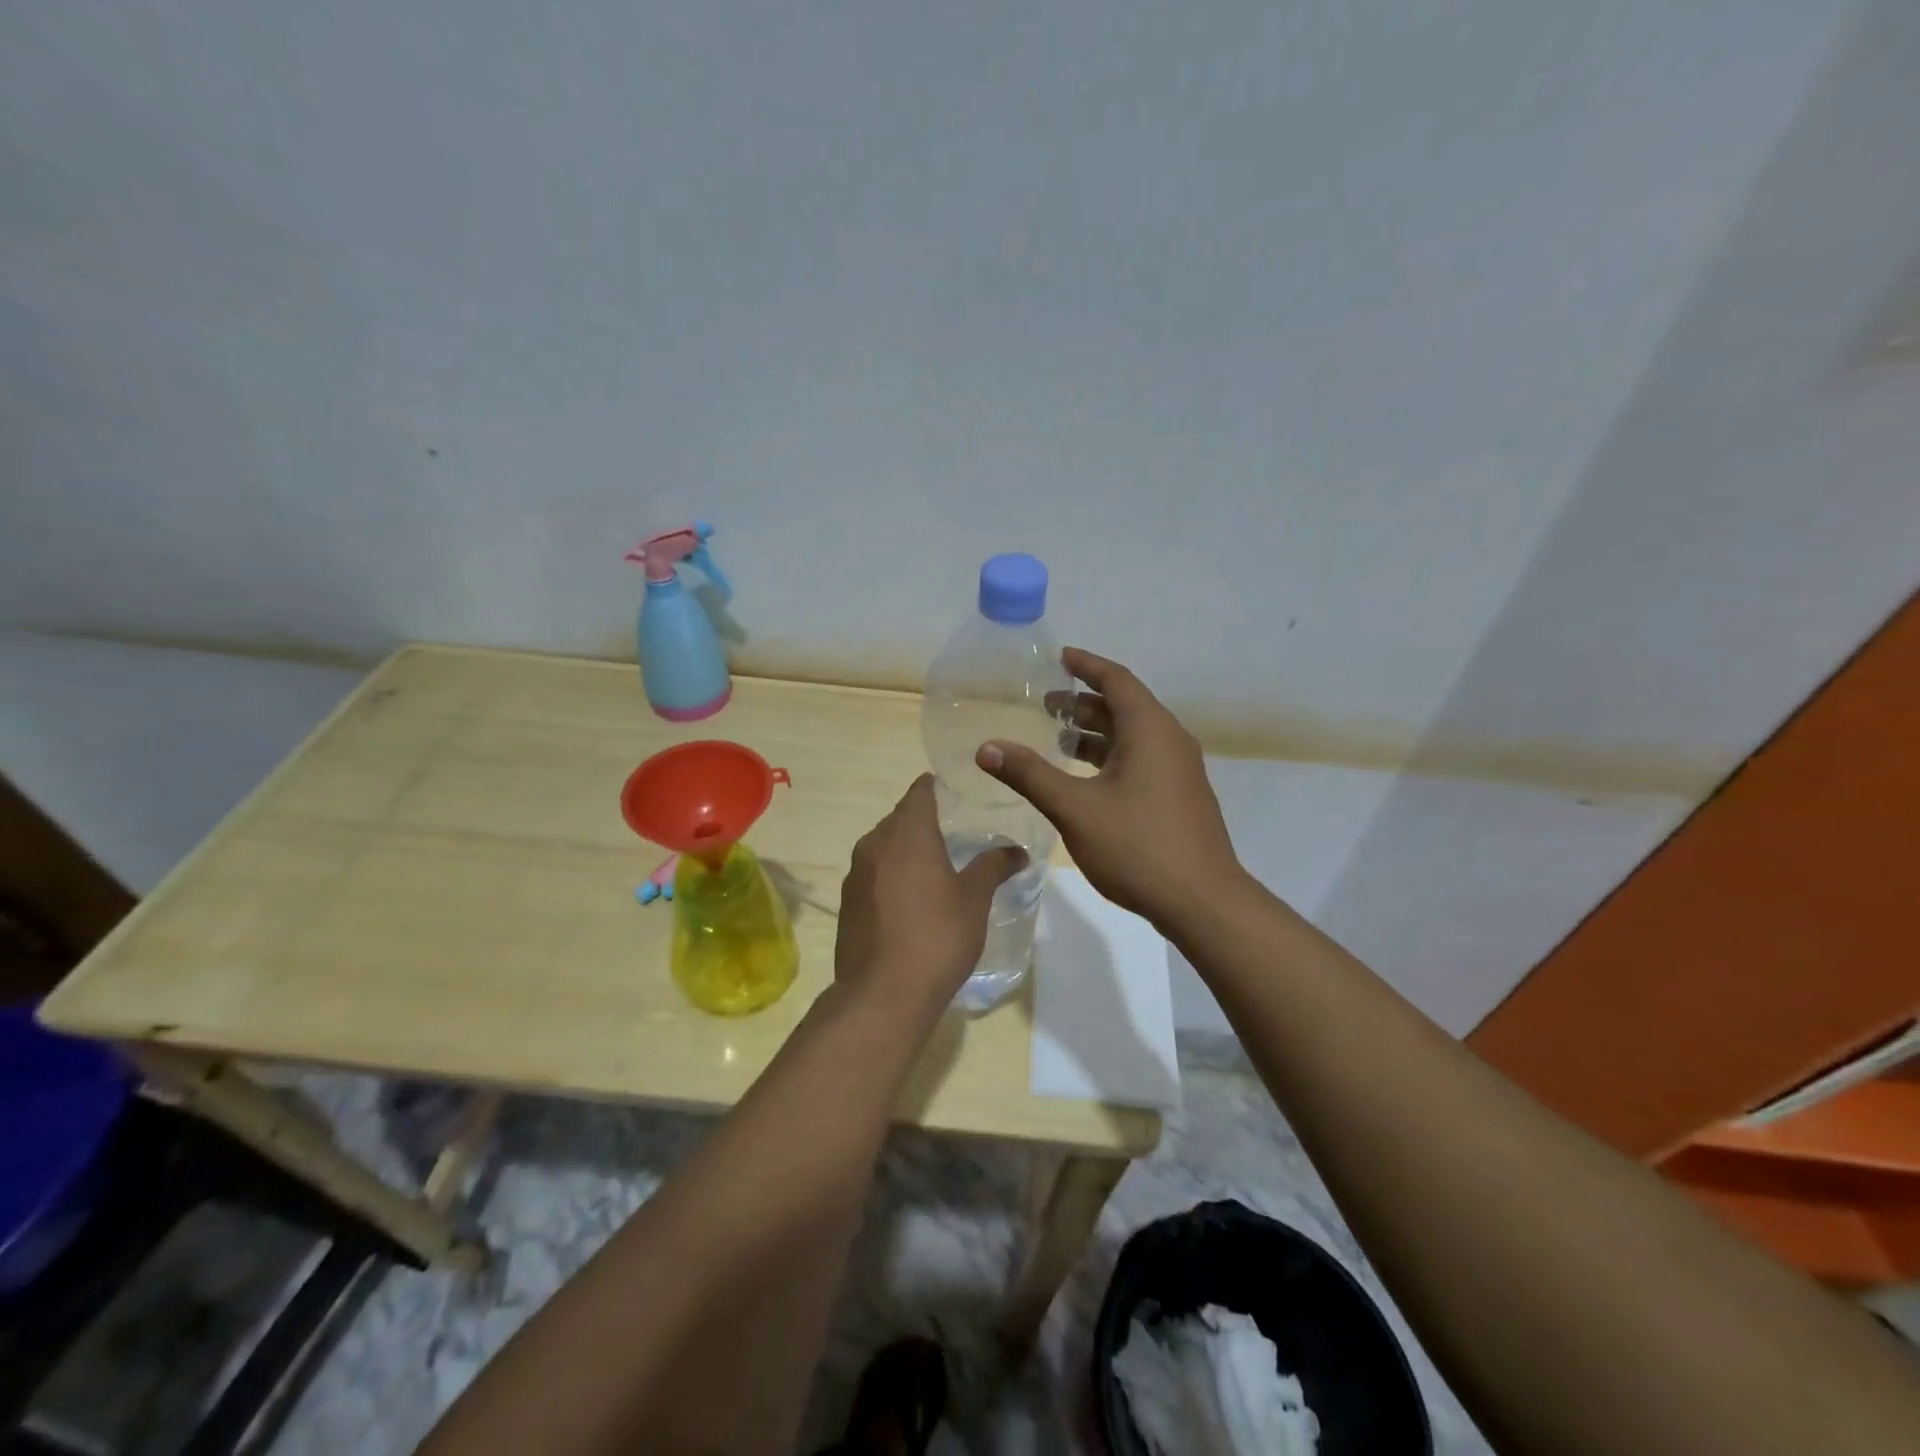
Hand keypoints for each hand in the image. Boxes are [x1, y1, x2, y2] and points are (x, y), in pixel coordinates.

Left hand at [833, 774, 1026, 1023]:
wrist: (883, 994)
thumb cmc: (937, 935)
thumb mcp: (975, 899)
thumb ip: (994, 866)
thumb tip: (1017, 850)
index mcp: (908, 833)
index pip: (919, 792)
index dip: (935, 786)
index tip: (955, 789)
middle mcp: (875, 843)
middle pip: (900, 818)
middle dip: (923, 820)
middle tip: (954, 830)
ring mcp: (856, 874)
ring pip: (883, 846)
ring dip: (906, 849)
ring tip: (934, 865)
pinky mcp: (847, 902)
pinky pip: (872, 874)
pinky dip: (891, 875)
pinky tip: (910, 898)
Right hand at [977, 647, 1240, 928]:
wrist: (1202, 902)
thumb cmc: (1137, 847)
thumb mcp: (1075, 808)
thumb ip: (1029, 774)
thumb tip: (986, 747)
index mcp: (1150, 730)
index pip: (1116, 680)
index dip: (1086, 665)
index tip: (1060, 656)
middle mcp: (1170, 741)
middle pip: (1124, 707)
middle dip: (1084, 702)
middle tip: (1045, 703)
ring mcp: (1178, 771)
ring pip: (1132, 737)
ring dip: (1095, 733)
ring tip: (1057, 738)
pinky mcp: (1178, 797)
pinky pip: (1141, 759)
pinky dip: (1110, 756)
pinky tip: (1084, 779)